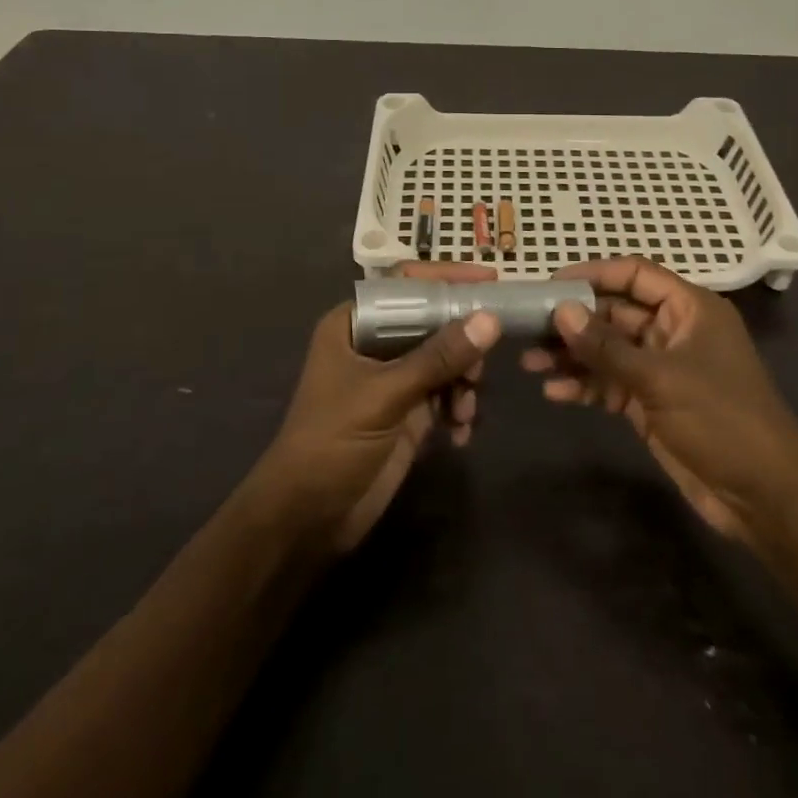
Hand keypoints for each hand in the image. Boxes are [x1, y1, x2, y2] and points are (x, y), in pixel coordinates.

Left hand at [254, 262, 501, 554]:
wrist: (307, 519)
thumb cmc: (332, 442)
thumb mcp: (385, 395)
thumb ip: (438, 358)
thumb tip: (489, 320)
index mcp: (356, 324)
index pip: (406, 285)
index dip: (447, 278)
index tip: (489, 279)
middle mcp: (376, 344)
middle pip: (433, 322)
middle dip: (463, 343)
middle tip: (480, 367)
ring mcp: (394, 379)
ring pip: (446, 360)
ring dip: (464, 382)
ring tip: (465, 411)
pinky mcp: (408, 413)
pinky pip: (447, 395)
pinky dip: (459, 408)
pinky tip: (460, 433)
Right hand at [523, 256, 797, 546]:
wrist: (763, 495)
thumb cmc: (720, 418)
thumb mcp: (660, 378)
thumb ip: (607, 347)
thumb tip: (560, 311)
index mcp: (689, 308)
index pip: (636, 275)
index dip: (594, 274)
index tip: (551, 283)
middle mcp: (673, 332)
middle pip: (615, 314)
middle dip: (574, 321)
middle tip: (527, 326)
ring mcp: (662, 369)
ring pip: (608, 351)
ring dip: (572, 356)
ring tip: (528, 362)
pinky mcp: (652, 403)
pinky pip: (611, 384)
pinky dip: (585, 386)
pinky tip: (553, 392)